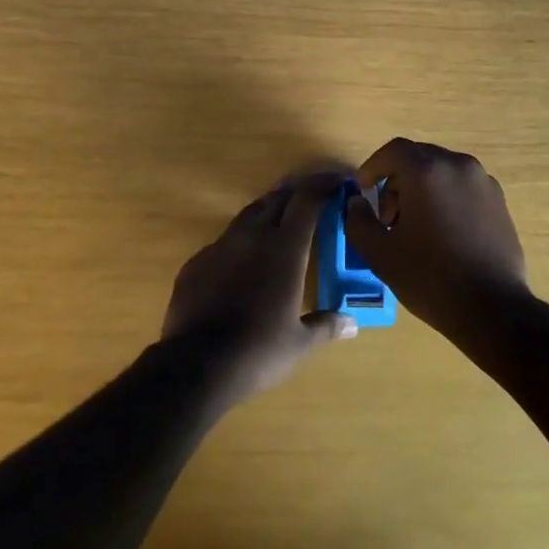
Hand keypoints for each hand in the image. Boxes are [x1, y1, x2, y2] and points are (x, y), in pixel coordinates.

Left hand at [161, 175, 356, 403]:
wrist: (195, 365)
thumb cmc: (258, 351)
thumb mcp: (299, 343)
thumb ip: (326, 326)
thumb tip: (352, 324)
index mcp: (285, 249)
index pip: (306, 201)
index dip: (322, 186)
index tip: (336, 184)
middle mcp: (253, 237)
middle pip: (277, 198)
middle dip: (296, 193)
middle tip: (312, 197)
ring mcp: (221, 246)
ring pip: (248, 214)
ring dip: (268, 211)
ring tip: (280, 220)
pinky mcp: (196, 262)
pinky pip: (224, 241)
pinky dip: (241, 241)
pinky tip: (243, 261)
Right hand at [344, 138, 530, 344]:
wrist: (493, 309)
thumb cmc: (431, 278)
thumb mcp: (381, 254)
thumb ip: (359, 221)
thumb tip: (356, 203)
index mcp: (427, 171)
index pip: (393, 151)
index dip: (373, 167)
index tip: (363, 190)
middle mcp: (458, 165)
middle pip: (418, 159)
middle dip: (397, 182)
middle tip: (389, 219)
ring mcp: (483, 182)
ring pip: (442, 172)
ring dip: (422, 190)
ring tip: (417, 230)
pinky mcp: (500, 201)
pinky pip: (463, 187)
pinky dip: (446, 198)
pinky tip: (444, 234)